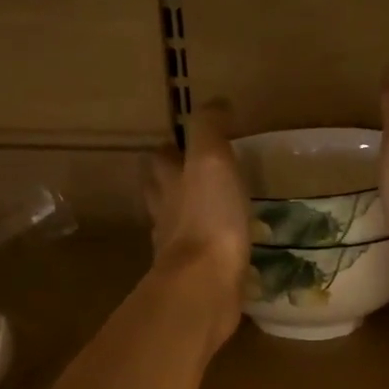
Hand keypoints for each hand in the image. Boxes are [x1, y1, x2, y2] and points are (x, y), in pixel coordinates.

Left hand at [143, 101, 250, 336]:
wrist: (206, 285)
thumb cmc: (209, 217)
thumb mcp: (211, 160)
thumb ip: (210, 129)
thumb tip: (216, 104)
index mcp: (168, 183)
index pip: (161, 157)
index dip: (171, 148)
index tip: (188, 144)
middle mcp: (166, 214)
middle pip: (161, 192)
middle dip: (172, 182)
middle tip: (196, 177)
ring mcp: (178, 250)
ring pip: (178, 226)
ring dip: (189, 217)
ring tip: (215, 212)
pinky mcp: (197, 278)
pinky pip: (201, 257)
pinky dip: (210, 249)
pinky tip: (227, 249)